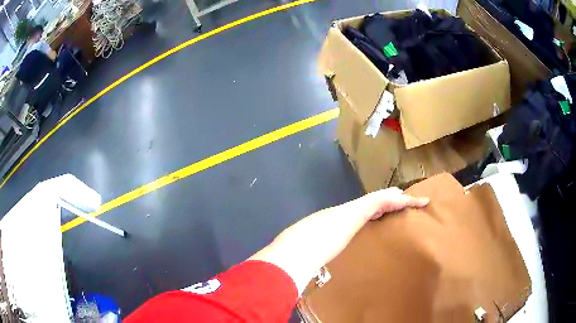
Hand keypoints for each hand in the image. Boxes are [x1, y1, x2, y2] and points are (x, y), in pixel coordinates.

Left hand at [356, 187, 428, 219]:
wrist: (371, 206)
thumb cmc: (389, 200)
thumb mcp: (405, 200)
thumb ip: (415, 201)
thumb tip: (428, 200)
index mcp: (394, 190)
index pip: (402, 193)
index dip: (406, 198)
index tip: (411, 206)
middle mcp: (386, 195)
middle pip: (394, 201)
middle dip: (398, 207)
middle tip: (406, 215)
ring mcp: (379, 203)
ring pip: (387, 208)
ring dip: (391, 213)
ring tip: (398, 221)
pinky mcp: (374, 211)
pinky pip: (381, 215)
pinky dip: (385, 218)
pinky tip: (388, 224)